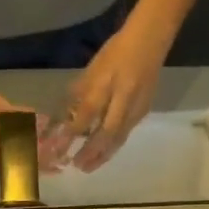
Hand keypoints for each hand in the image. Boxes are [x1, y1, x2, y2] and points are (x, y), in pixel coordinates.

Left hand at [47, 12, 172, 172]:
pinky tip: (104, 154)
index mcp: (106, 83)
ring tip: (88, 167)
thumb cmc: (116, 50)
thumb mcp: (93, 68)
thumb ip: (80, 92)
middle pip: (105, 132)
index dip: (71, 132)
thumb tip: (64, 115)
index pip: (86, 113)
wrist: (150, 42)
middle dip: (90, 152)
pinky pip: (125, 133)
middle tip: (76, 166)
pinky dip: (113, 146)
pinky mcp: (143, 112)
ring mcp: (135, 106)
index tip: (58, 148)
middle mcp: (122, 98)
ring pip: (118, 137)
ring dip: (102, 155)